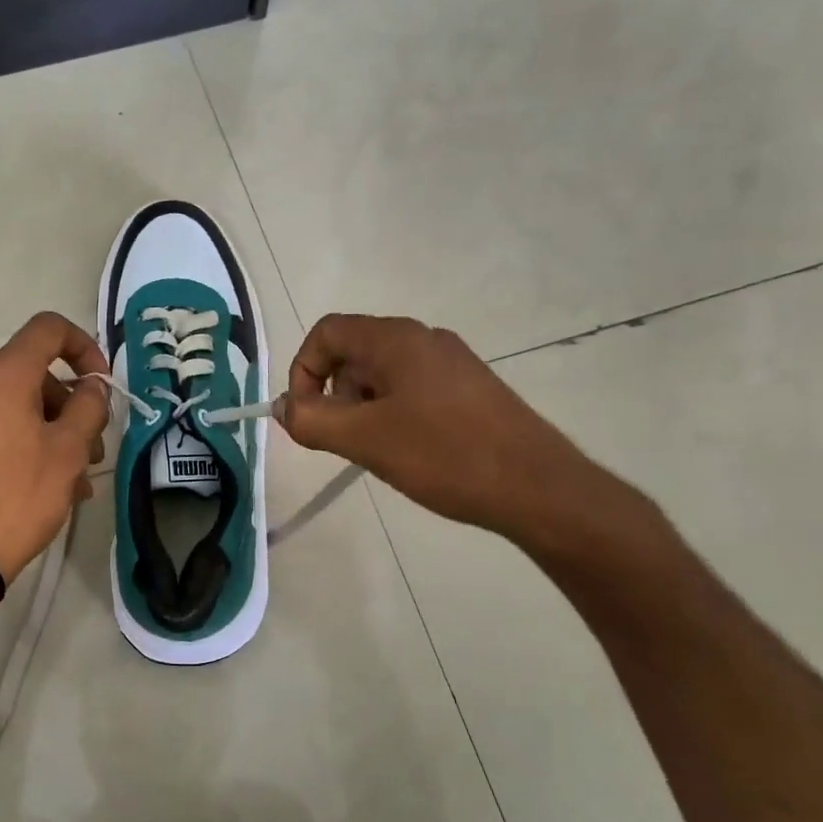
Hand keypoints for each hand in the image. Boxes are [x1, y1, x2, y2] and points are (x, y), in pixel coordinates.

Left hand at [0, 312, 110, 586]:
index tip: (102, 384)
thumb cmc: (20, 495)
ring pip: (20, 406)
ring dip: (55, 431)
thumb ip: (89, 406)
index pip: (49, 329)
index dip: (85, 347)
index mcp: (3, 374)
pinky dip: (29, 443)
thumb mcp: (70, 450)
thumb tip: (92, 385)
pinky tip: (51, 485)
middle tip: (95, 448)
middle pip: (36, 374)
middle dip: (73, 405)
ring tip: (78, 479)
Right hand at [279, 313, 627, 549]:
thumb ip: (311, 419)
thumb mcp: (365, 439)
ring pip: (382, 375)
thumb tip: (283, 407)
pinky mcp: (469, 389)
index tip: (306, 416)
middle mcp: (423, 339)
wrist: (538, 488)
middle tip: (344, 439)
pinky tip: (410, 452)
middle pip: (353, 353)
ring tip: (378, 451)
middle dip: (334, 395)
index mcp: (396, 339)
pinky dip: (393, 415)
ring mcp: (451, 363)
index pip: (327, 333)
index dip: (303, 371)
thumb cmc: (445, 455)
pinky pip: (411, 390)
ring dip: (362, 409)